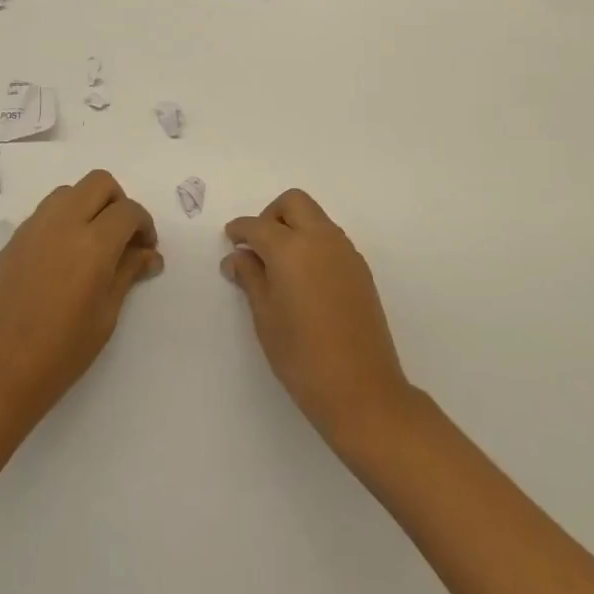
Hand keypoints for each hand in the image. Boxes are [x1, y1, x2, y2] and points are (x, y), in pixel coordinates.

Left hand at [0, 169, 162, 427]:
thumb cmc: (61, 353)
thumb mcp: (106, 315)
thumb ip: (128, 273)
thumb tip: (149, 254)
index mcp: (93, 242)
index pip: (128, 211)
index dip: (144, 225)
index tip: (145, 249)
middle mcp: (63, 223)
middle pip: (99, 182)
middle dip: (118, 202)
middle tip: (121, 237)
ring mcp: (33, 228)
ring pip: (69, 191)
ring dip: (87, 205)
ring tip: (91, 243)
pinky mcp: (12, 241)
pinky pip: (45, 213)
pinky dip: (62, 221)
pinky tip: (62, 258)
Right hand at [222, 189, 415, 448]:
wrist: (363, 391)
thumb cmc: (302, 357)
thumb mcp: (265, 318)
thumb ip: (250, 278)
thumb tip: (237, 257)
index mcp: (291, 248)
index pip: (258, 225)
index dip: (240, 230)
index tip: (231, 239)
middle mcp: (321, 238)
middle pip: (293, 203)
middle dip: (271, 215)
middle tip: (257, 246)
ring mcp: (345, 251)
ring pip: (315, 217)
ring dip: (294, 227)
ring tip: (279, 265)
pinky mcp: (360, 268)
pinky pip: (330, 238)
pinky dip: (312, 243)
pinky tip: (303, 278)